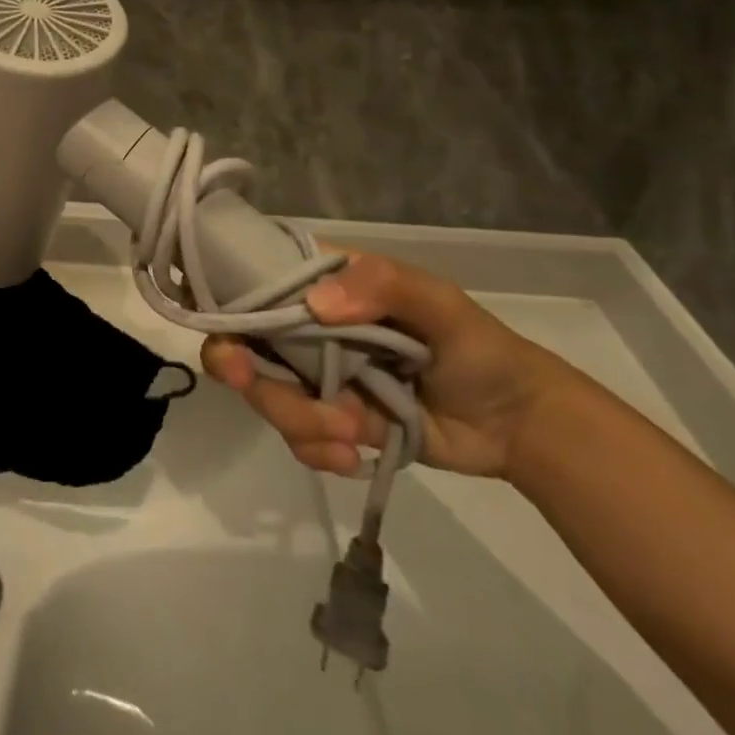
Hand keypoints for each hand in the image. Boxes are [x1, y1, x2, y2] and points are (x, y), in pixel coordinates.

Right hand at [202, 250, 578, 478]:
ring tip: (353, 435)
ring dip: (297, 419)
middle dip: (243, 370)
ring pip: (265, 394)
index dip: (223, 296)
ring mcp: (314, 375)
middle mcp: (306, 325)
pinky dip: (317, 450)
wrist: (516, 424)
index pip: (252, 277)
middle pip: (243, 342)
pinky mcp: (329, 421)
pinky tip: (355, 457)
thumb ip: (381, 286)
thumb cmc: (476, 346)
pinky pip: (297, 437)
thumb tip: (315, 306)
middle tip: (250, 383)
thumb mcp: (437, 302)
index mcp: (321, 283)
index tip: (219, 323)